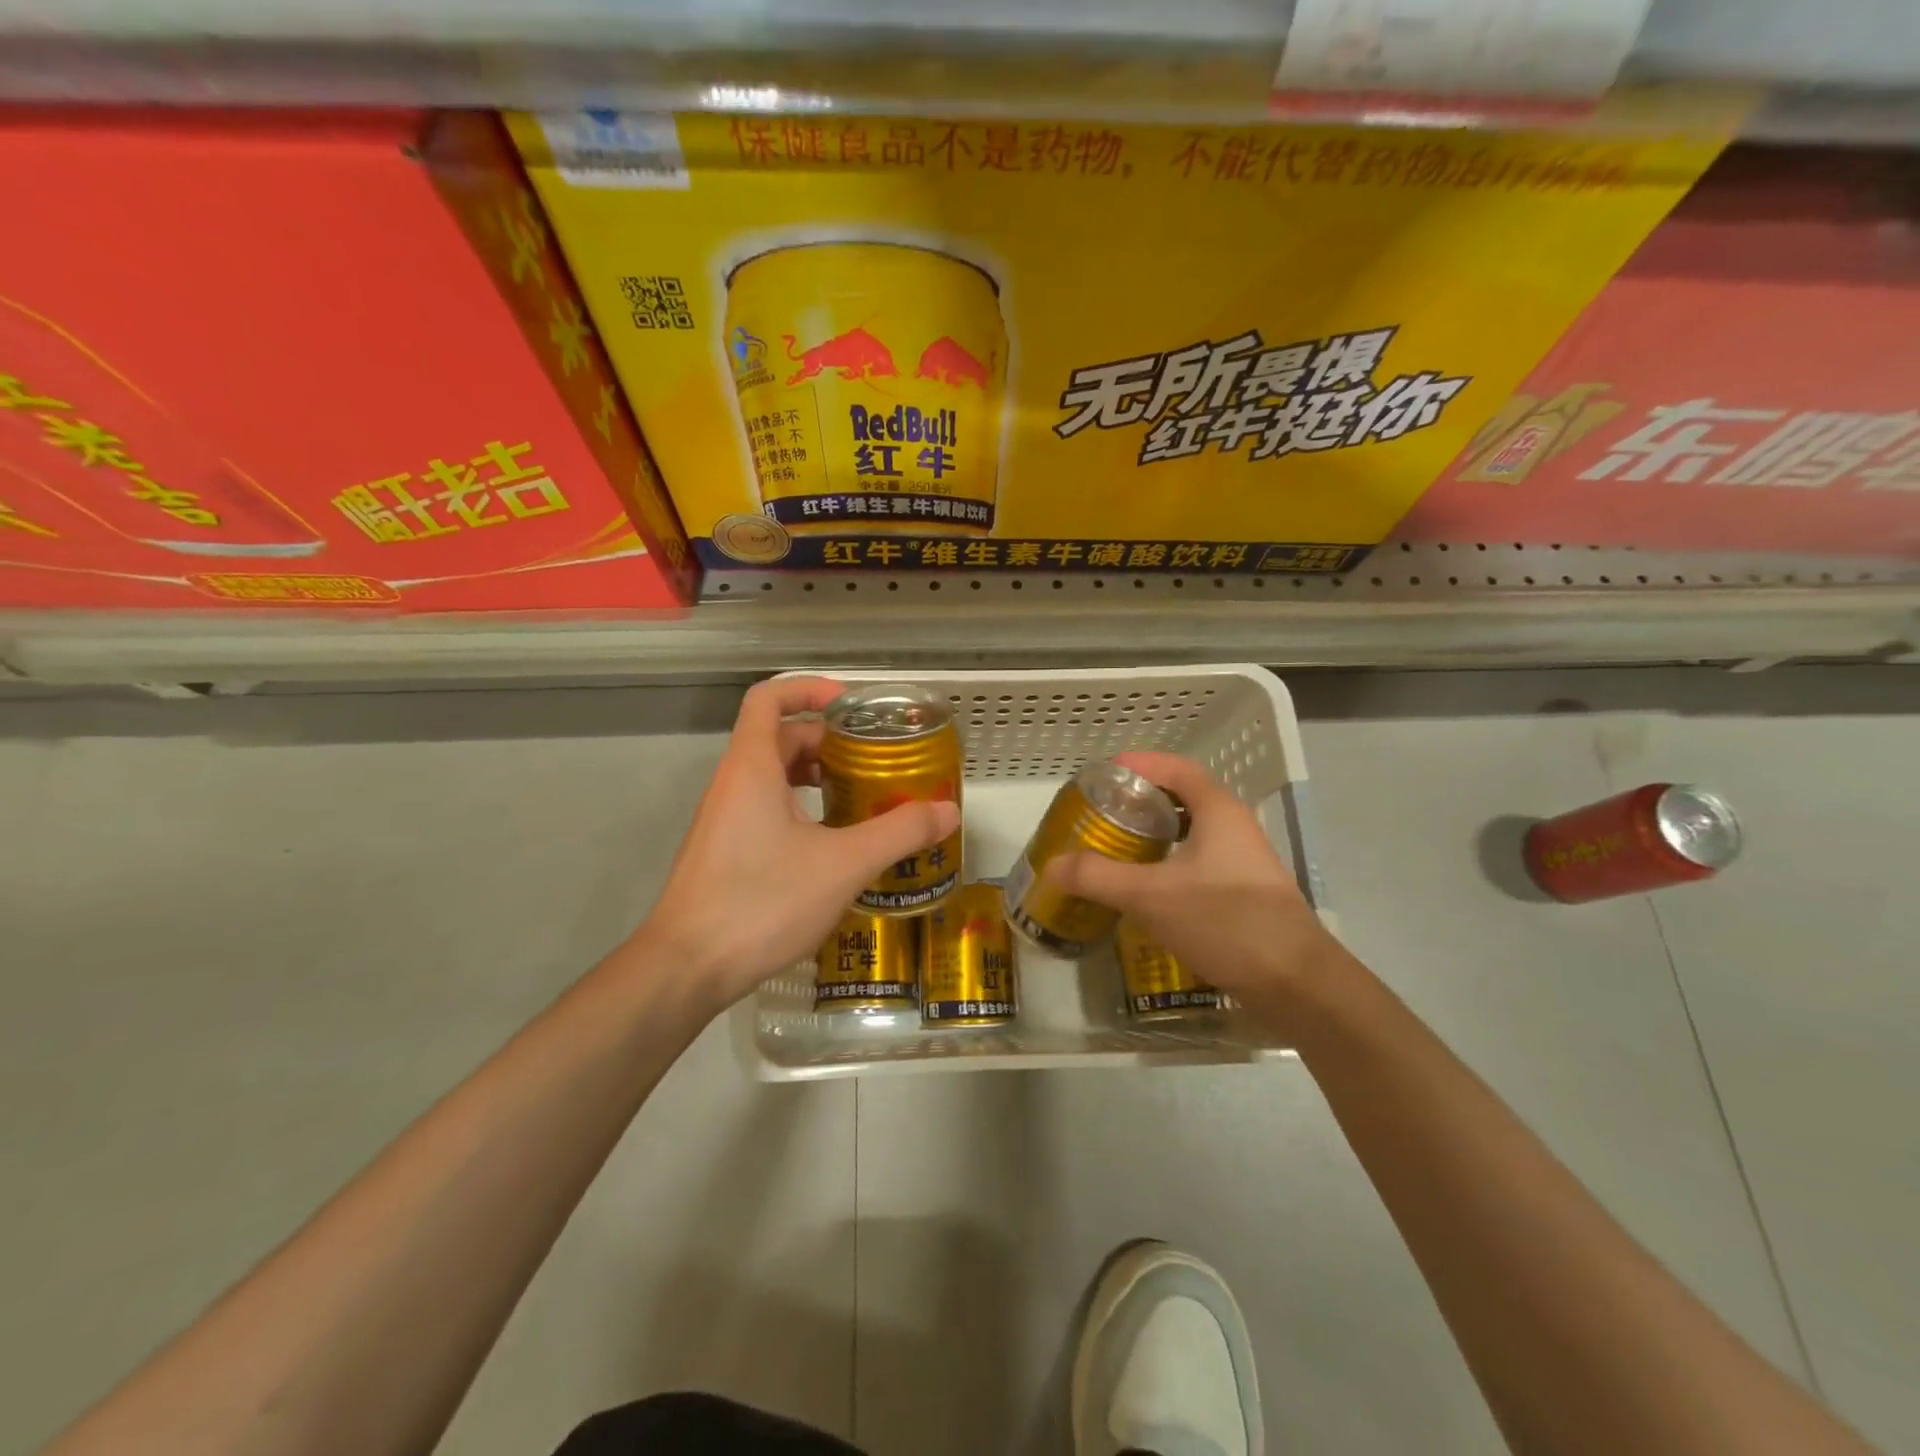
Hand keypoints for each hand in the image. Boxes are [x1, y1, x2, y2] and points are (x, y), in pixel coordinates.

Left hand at [635, 676, 960, 1013]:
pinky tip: (834, 845)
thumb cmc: (762, 901)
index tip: (851, 705)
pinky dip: (802, 810)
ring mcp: (724, 821)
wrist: (686, 969)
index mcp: (752, 768)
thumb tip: (948, 812)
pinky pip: (766, 810)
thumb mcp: (843, 864)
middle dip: (828, 741)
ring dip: (816, 778)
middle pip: (778, 738)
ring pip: (773, 778)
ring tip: (862, 798)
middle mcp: (732, 785)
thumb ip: (898, 833)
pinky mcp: (724, 853)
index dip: (808, 688)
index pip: (769, 698)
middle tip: (874, 760)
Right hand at [1046, 751, 1346, 1016]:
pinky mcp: (1244, 895)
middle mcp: (1234, 828)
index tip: (1104, 773)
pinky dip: (1168, 866)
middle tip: (1102, 814)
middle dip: (1141, 802)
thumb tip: (1052, 865)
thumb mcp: (1150, 896)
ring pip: (1191, 835)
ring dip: (1154, 836)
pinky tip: (1145, 891)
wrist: (1296, 983)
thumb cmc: (1225, 921)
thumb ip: (1098, 877)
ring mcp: (1243, 863)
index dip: (1140, 764)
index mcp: (1218, 811)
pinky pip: (1198, 865)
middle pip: (1183, 799)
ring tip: (1116, 850)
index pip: (1176, 768)